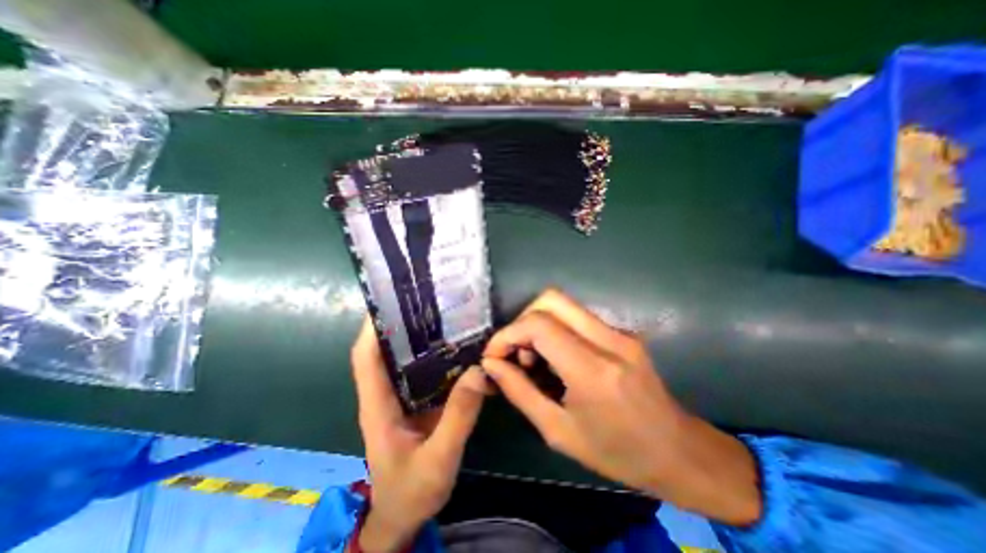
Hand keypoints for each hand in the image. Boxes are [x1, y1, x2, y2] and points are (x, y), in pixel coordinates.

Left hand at [351, 318, 488, 549]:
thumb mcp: (438, 458)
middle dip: (402, 323)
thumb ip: (458, 417)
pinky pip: (425, 370)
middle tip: (428, 300)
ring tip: (445, 315)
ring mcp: (403, 396)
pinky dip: (438, 355)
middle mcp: (387, 393)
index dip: (372, 328)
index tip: (390, 301)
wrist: (405, 515)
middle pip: (387, 350)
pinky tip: (458, 346)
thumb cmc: (411, 491)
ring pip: (407, 358)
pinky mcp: (418, 400)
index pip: (366, 357)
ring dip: (421, 336)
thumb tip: (478, 371)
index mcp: (378, 404)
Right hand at [484, 290, 760, 526]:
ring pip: (564, 304)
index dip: (507, 334)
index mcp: (593, 370)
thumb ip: (520, 391)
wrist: (678, 451)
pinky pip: (577, 317)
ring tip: (533, 358)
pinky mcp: (622, 332)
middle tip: (515, 351)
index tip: (494, 355)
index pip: (539, 325)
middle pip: (551, 299)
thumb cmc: (617, 452)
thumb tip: (491, 364)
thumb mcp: (558, 432)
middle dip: (522, 320)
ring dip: (538, 323)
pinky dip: (555, 328)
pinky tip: (555, 357)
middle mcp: (609, 340)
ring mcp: (619, 332)